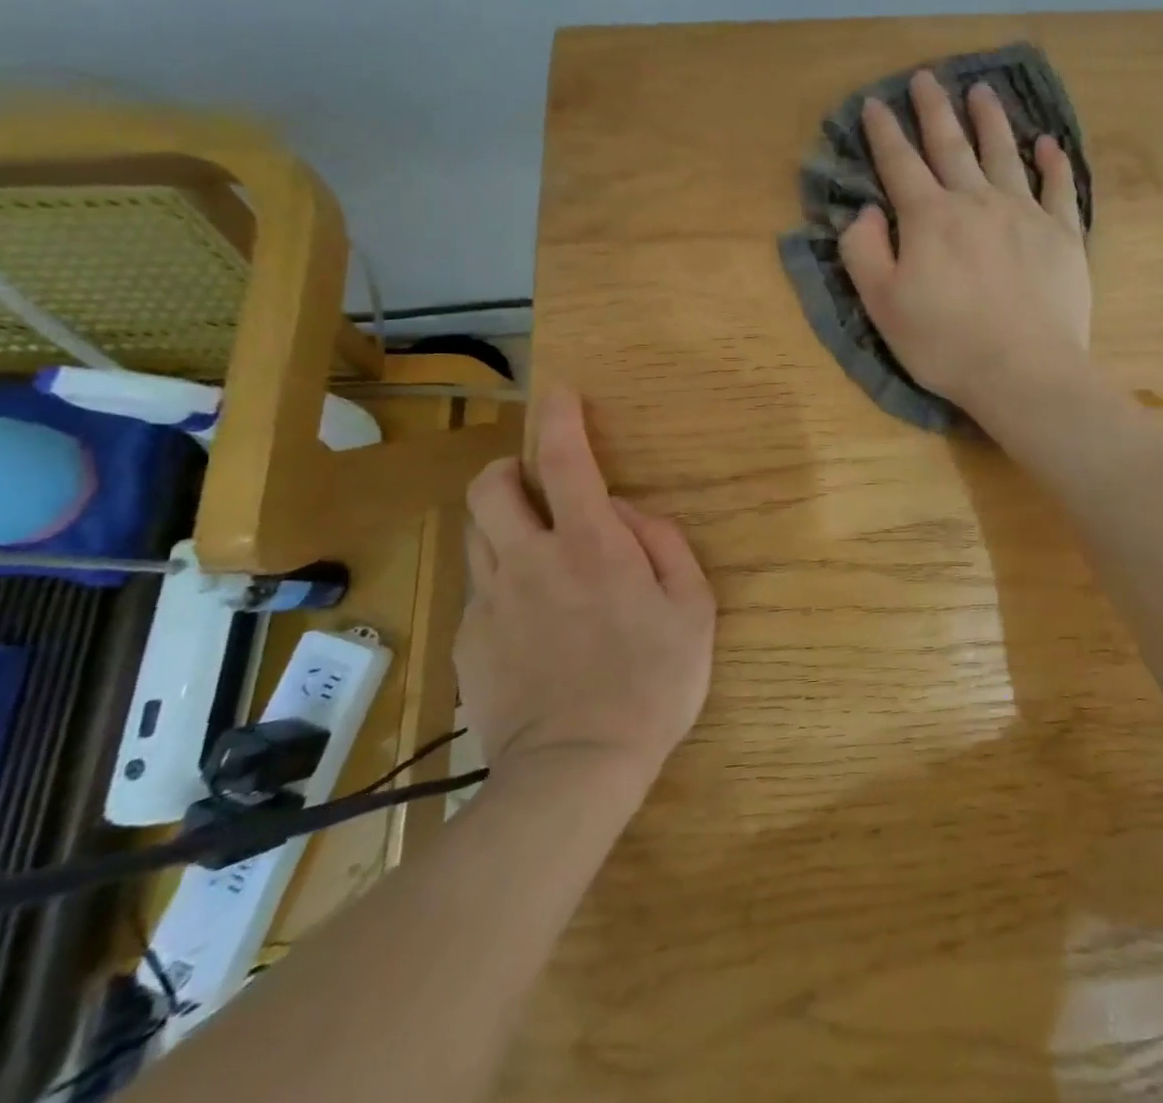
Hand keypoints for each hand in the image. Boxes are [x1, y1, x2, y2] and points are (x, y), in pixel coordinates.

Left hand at [459, 388, 715, 782]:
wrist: (577, 768)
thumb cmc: (653, 682)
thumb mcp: (693, 607)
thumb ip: (664, 544)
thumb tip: (629, 513)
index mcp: (590, 544)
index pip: (565, 459)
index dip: (560, 417)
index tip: (560, 393)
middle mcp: (530, 559)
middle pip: (490, 488)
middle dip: (508, 469)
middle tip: (536, 485)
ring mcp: (491, 601)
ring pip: (476, 534)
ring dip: (501, 523)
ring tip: (536, 550)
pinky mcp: (469, 640)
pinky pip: (479, 590)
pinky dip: (502, 582)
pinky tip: (531, 620)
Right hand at [839, 70, 1092, 412]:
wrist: (1023, 370)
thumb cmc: (944, 343)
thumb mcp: (882, 305)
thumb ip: (864, 251)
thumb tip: (866, 211)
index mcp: (929, 218)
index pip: (899, 163)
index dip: (884, 132)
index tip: (875, 103)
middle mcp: (976, 202)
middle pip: (951, 145)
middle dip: (934, 109)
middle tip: (926, 77)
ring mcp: (1024, 214)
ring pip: (1004, 154)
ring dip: (990, 120)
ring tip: (982, 91)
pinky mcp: (1062, 235)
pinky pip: (1058, 188)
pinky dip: (1053, 162)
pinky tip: (1048, 144)